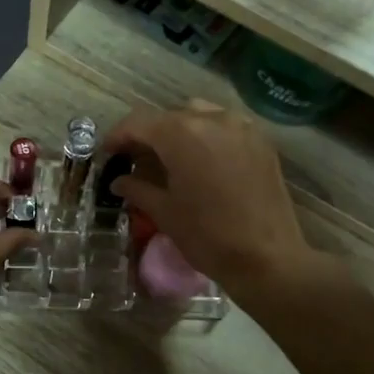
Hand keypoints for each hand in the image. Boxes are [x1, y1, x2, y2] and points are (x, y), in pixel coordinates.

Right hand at [105, 101, 313, 296]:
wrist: (267, 258)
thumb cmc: (208, 236)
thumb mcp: (165, 213)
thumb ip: (137, 189)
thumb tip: (119, 181)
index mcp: (182, 134)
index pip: (139, 123)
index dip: (117, 136)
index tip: (106, 153)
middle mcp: (212, 119)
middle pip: (169, 117)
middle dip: (148, 135)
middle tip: (134, 158)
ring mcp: (241, 127)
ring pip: (199, 116)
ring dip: (178, 131)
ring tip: (169, 157)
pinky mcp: (261, 141)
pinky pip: (225, 126)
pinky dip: (206, 136)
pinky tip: (201, 160)